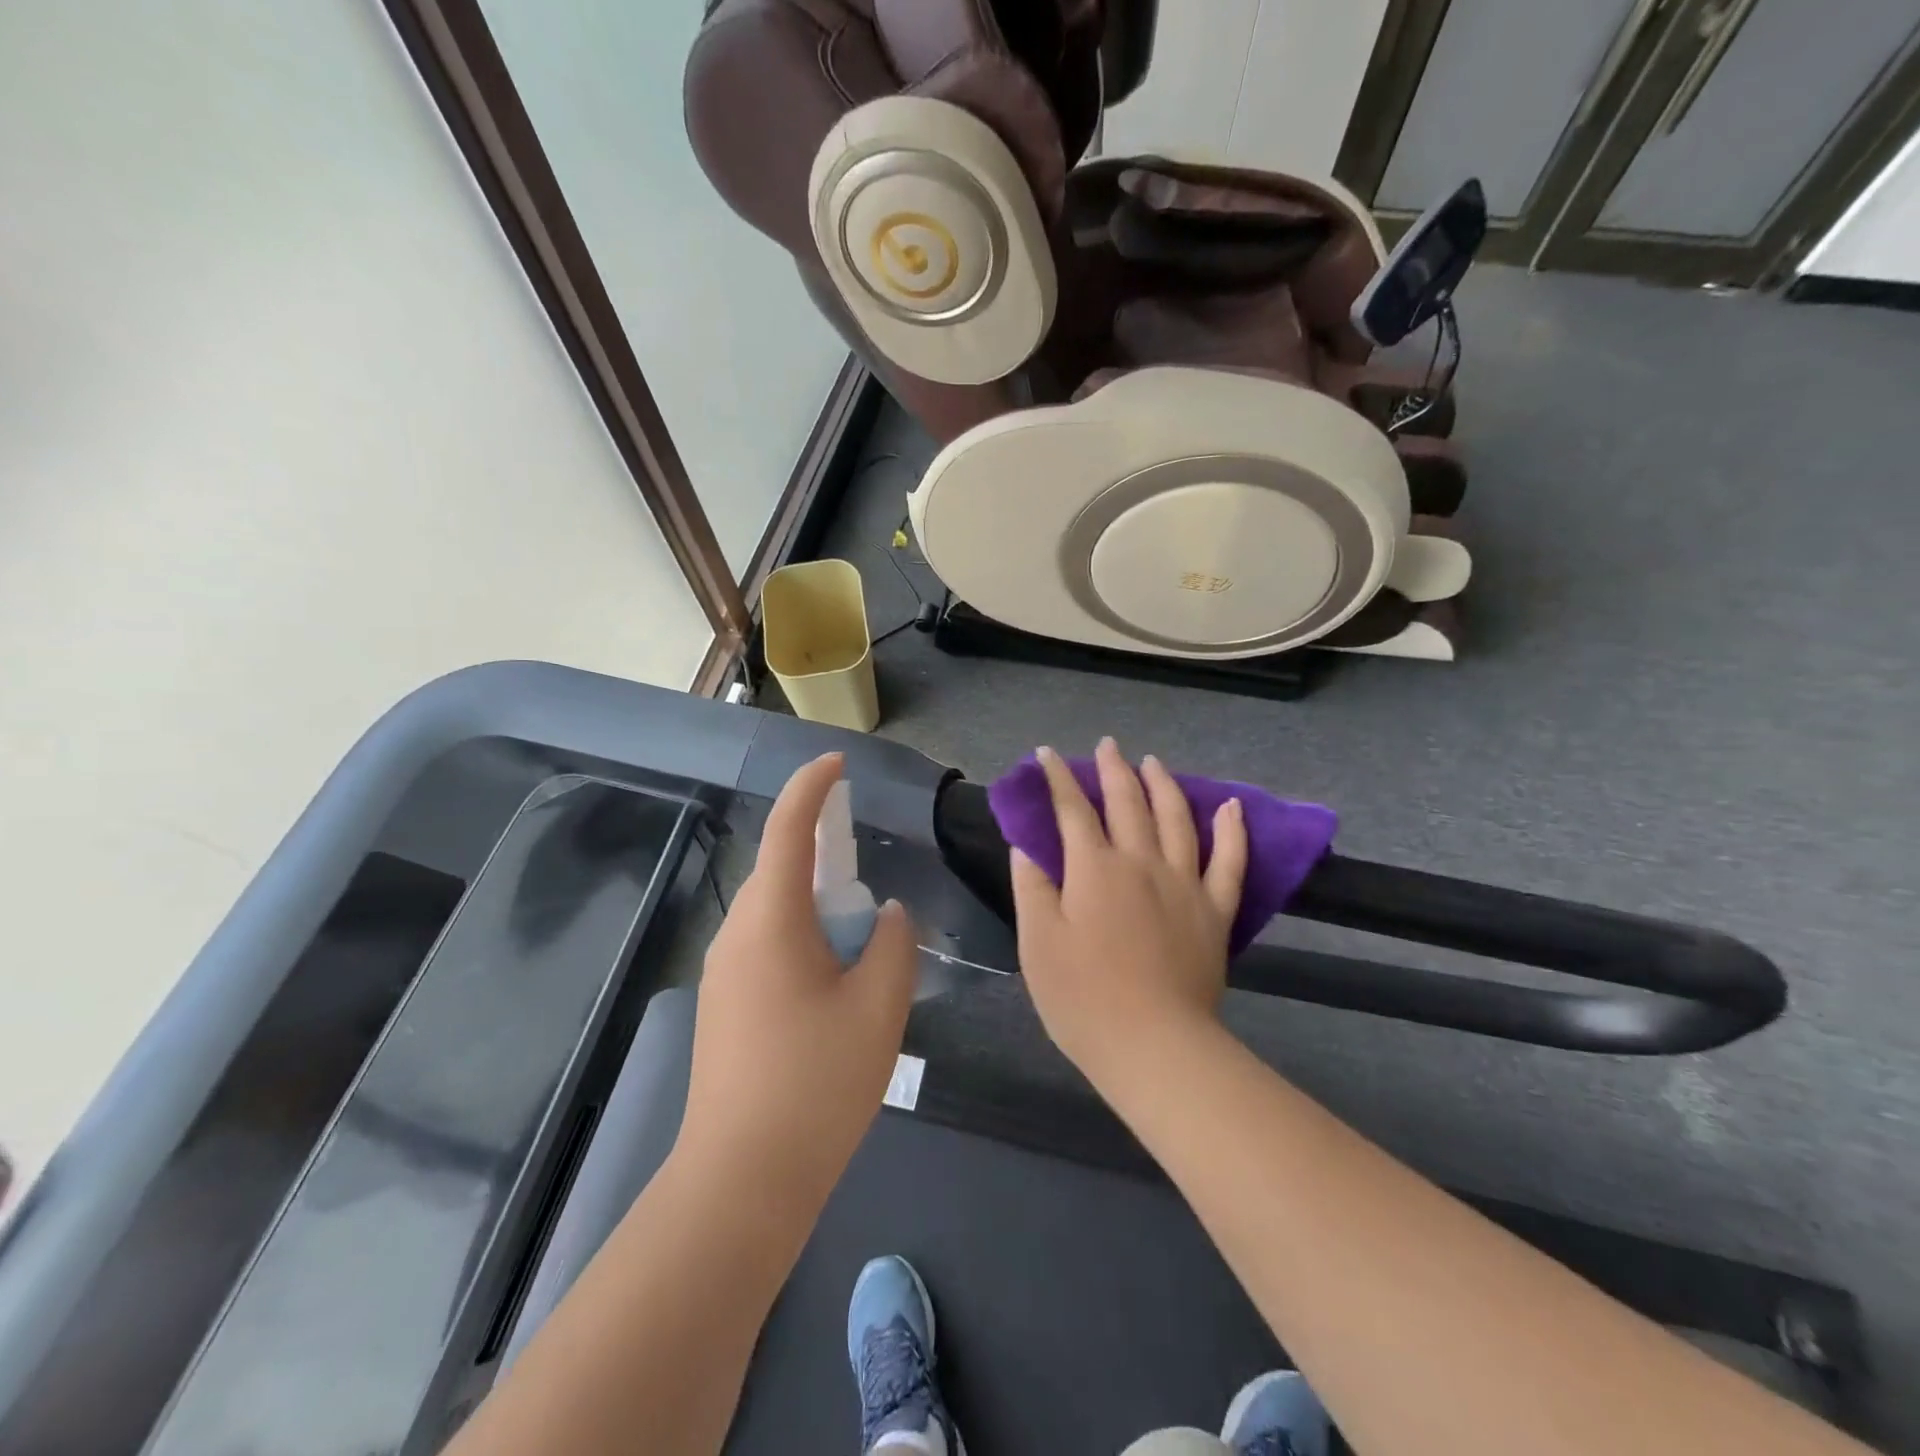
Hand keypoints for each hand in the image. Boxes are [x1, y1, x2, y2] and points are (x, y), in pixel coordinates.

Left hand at [678, 753, 917, 1207]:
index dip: (812, 787)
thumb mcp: (879, 1006)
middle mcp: (737, 933)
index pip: (788, 829)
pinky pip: (767, 945)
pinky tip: (832, 982)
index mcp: (771, 920)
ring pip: (776, 911)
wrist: (742, 1179)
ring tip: (859, 937)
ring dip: (817, 904)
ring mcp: (723, 971)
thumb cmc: (817, 1083)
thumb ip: (892, 944)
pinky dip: (803, 937)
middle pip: (781, 869)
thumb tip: (886, 915)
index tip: (837, 762)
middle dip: (823, 854)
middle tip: (867, 868)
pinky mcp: (724, 1004)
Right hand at [1009, 740, 1247, 1086]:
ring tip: (1153, 763)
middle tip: (1107, 746)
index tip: (1047, 755)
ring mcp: (1184, 884)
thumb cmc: (1082, 998)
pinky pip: (1230, 863)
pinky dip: (1232, 832)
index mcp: (1094, 869)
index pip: (1072, 811)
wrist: (1153, 1045)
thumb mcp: (1037, 943)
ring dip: (1163, 786)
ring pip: (1176, 820)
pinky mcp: (1215, 911)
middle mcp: (1141, 863)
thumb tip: (1027, 845)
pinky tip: (1231, 807)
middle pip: (1127, 804)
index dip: (1058, 779)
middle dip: (1113, 770)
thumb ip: (1031, 887)